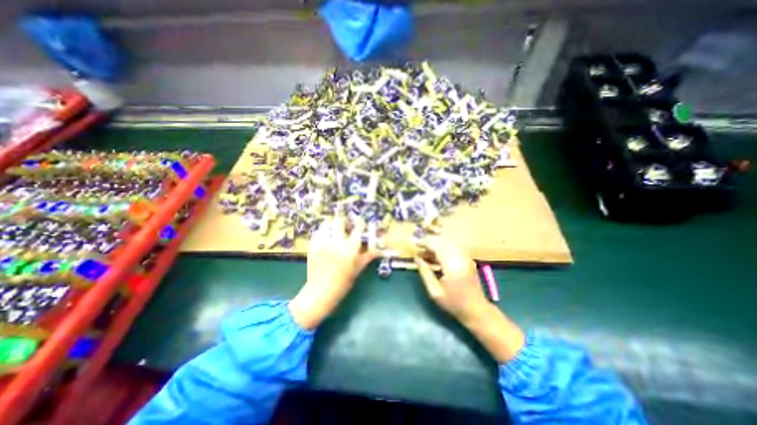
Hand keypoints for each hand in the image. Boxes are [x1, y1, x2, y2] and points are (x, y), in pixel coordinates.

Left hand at [290, 218, 375, 329]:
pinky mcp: (313, 245)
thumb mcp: (358, 268)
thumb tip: (379, 248)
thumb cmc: (343, 282)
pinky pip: (318, 231)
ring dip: (333, 225)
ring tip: (335, 230)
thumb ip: (368, 256)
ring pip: (328, 224)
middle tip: (346, 227)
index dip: (360, 224)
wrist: (320, 292)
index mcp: (350, 249)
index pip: (358, 228)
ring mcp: (323, 243)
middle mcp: (336, 243)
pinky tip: (326, 237)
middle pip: (340, 222)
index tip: (360, 224)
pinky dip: (323, 231)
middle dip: (345, 222)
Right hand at [414, 238, 490, 323]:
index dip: (425, 242)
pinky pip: (453, 247)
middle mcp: (460, 256)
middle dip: (429, 242)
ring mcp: (465, 257)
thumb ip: (425, 272)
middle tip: (418, 248)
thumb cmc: (454, 303)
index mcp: (452, 264)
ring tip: (425, 253)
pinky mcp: (467, 259)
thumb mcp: (434, 291)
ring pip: (448, 242)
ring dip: (436, 245)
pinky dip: (442, 248)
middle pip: (442, 241)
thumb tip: (416, 258)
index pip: (437, 245)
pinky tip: (435, 257)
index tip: (415, 244)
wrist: (476, 309)